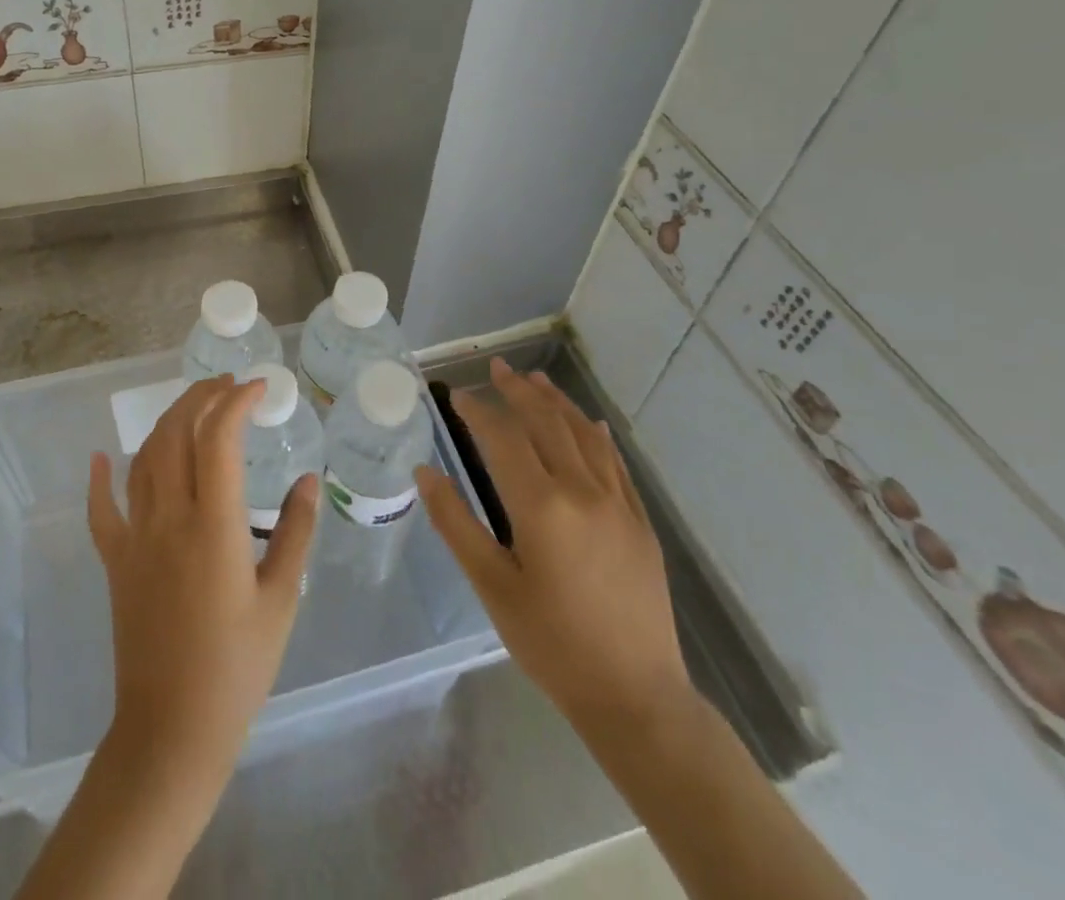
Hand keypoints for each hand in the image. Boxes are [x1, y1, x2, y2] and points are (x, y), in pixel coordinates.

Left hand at [87, 374, 318, 782]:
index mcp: (213, 525)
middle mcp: (169, 518)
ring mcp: (135, 538)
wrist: (171, 730)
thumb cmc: (237, 667)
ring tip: (193, 406)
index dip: (236, 401)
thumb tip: (308, 479)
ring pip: (144, 459)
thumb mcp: (281, 599)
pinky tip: (102, 456)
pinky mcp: (116, 562)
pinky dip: (100, 478)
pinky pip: (101, 510)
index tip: (260, 387)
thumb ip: (296, 532)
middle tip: (228, 385)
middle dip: (201, 397)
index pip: (218, 437)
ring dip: (167, 422)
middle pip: (176, 434)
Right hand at [415, 358, 695, 761]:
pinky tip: (588, 422)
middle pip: (546, 423)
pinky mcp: (639, 521)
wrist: (636, 696)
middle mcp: (582, 491)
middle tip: (496, 368)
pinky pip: (615, 462)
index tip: (457, 394)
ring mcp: (617, 503)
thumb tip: (425, 472)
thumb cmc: (551, 643)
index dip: (479, 411)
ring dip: (556, 402)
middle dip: (518, 391)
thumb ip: (456, 523)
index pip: (504, 438)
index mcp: (541, 506)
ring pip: (583, 434)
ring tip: (535, 378)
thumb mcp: (492, 586)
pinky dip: (596, 435)